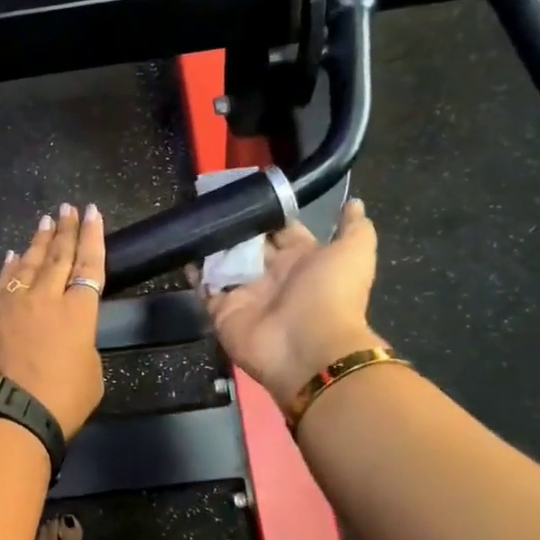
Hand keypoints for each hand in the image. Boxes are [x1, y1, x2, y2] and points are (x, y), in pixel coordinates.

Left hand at [0, 203, 106, 436]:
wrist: (6, 416)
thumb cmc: (60, 402)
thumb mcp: (91, 374)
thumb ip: (82, 344)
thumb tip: (67, 335)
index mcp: (78, 312)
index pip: (89, 265)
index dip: (92, 237)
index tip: (92, 213)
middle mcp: (45, 298)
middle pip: (57, 256)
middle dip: (65, 229)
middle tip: (68, 208)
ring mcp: (12, 303)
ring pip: (28, 264)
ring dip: (38, 241)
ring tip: (45, 222)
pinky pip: (2, 282)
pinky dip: (10, 267)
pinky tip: (13, 256)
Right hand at [202, 198, 383, 408]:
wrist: (308, 347)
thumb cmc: (330, 294)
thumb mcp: (353, 253)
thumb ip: (354, 227)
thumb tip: (355, 202)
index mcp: (301, 259)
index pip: (279, 230)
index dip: (266, 212)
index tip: (246, 192)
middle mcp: (271, 275)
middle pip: (247, 244)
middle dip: (233, 226)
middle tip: (211, 203)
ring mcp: (245, 293)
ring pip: (223, 263)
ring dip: (210, 245)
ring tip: (192, 222)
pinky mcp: (222, 310)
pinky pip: (204, 288)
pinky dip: (194, 272)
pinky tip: (185, 251)